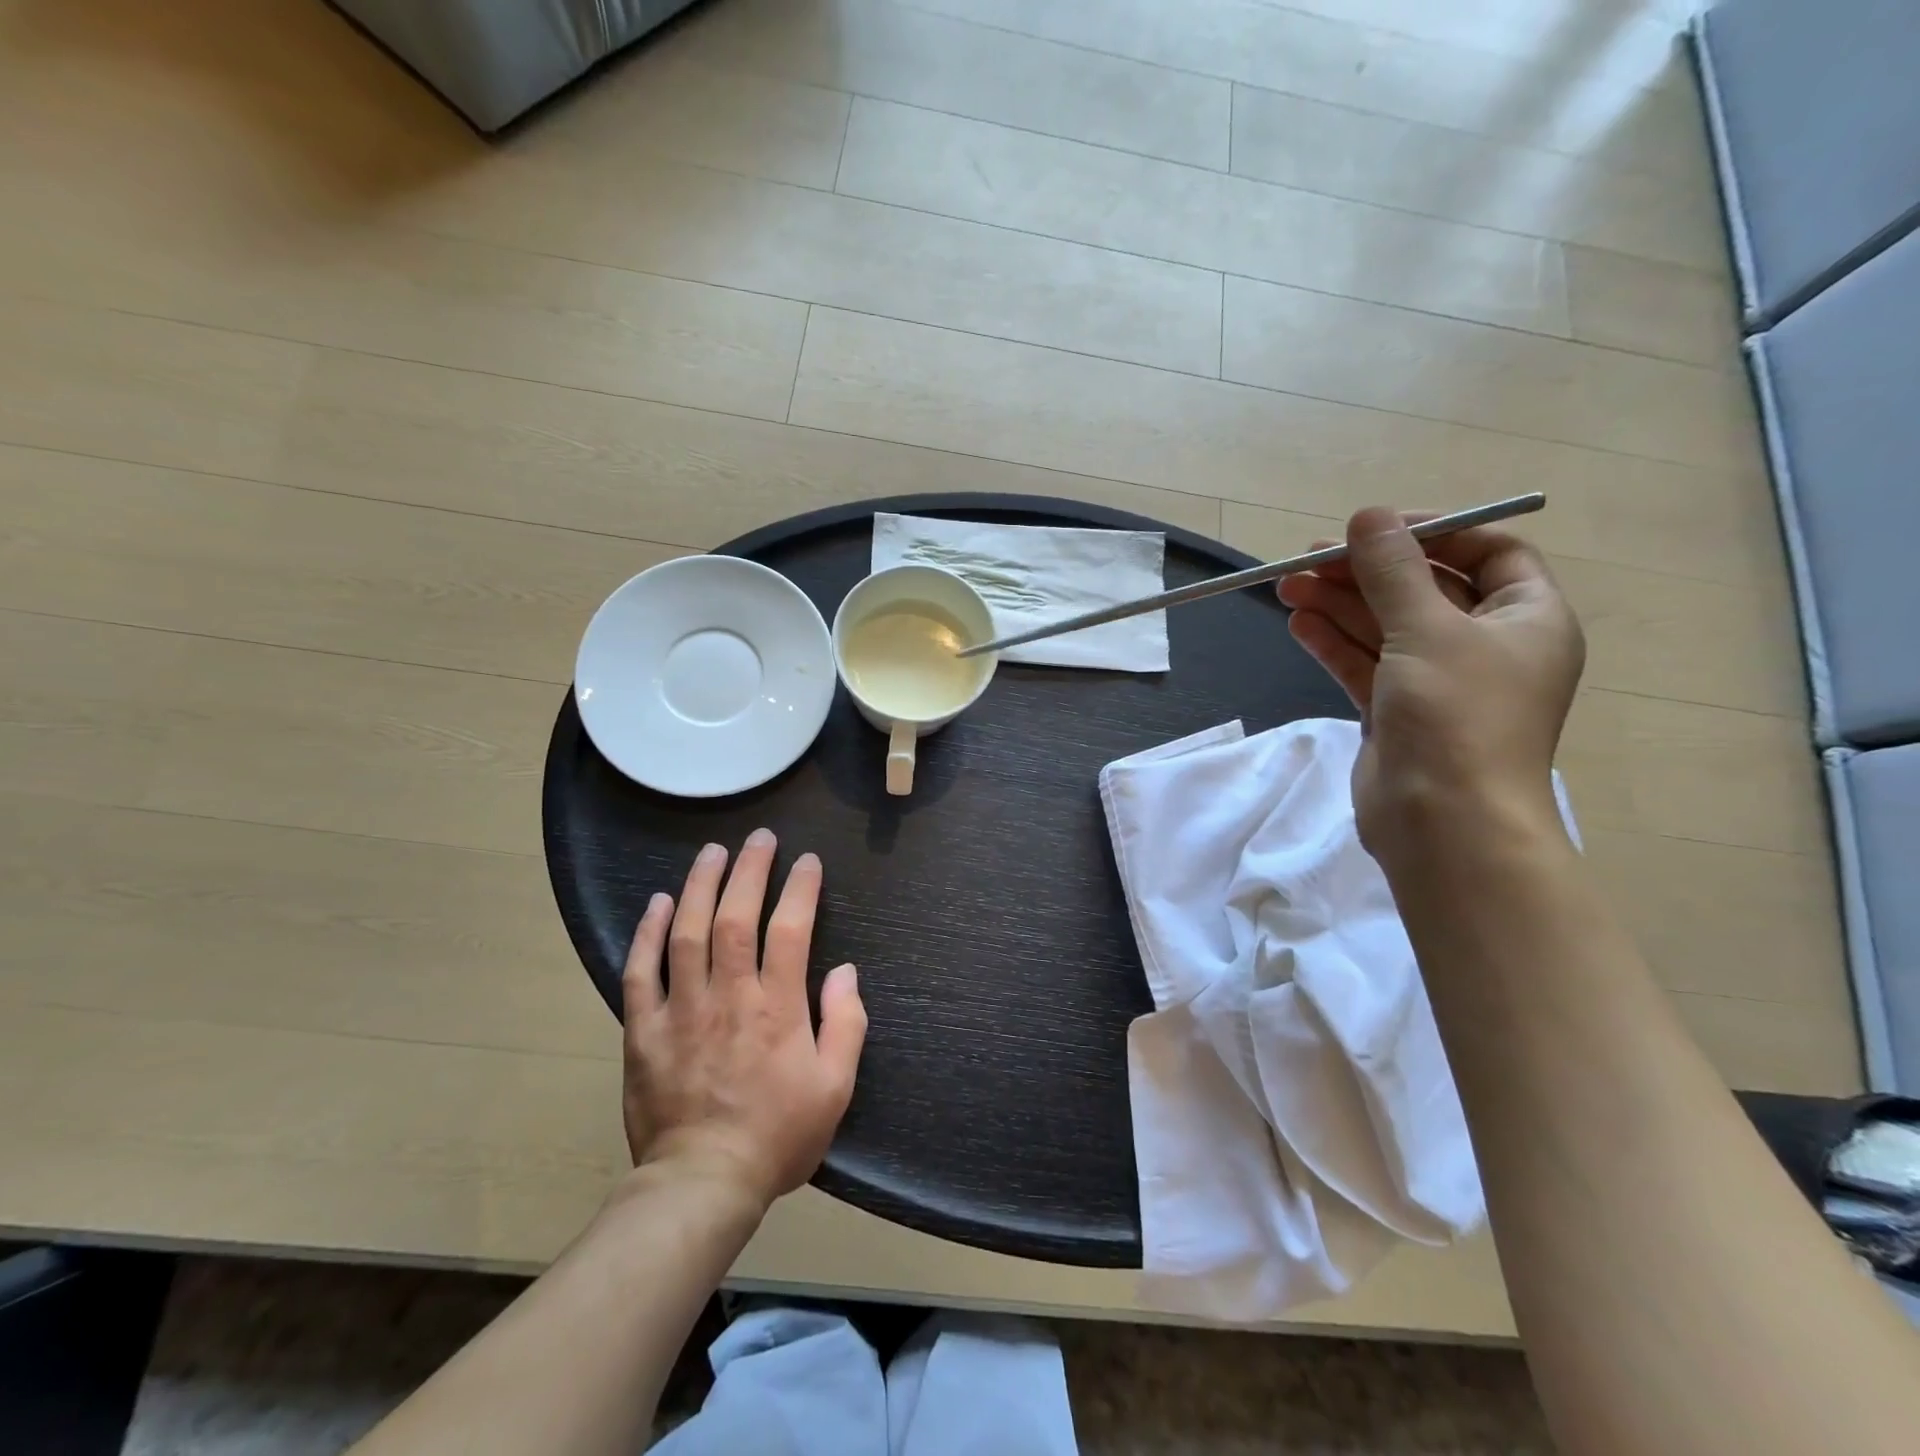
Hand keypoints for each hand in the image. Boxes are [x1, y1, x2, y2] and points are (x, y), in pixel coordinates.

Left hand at [620, 830, 866, 1209]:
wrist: (702, 1184)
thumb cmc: (778, 1135)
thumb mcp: (835, 1087)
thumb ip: (846, 1023)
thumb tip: (845, 971)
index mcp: (778, 1008)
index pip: (791, 930)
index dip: (800, 889)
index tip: (807, 862)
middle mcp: (729, 996)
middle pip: (736, 917)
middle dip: (750, 870)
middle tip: (759, 838)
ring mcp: (682, 1011)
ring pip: (688, 933)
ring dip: (701, 886)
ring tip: (712, 852)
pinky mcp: (644, 1031)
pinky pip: (641, 972)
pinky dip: (648, 933)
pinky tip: (659, 902)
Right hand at [1276, 507, 1584, 856]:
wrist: (1444, 823)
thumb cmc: (1457, 716)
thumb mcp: (1427, 630)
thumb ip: (1393, 571)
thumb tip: (1367, 515)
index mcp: (1526, 618)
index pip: (1487, 552)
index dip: (1432, 532)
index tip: (1374, 529)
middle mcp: (1486, 646)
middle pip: (1422, 589)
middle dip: (1365, 572)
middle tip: (1307, 559)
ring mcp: (1438, 682)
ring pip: (1385, 628)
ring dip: (1338, 605)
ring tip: (1286, 587)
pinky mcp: (1397, 712)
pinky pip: (1365, 664)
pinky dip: (1333, 643)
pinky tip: (1298, 624)